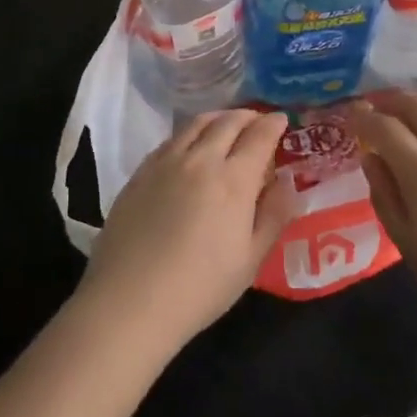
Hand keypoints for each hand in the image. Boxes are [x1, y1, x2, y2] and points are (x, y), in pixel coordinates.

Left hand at [78, 109, 298, 350]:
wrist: (129, 300)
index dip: (273, 124)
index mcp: (233, 180)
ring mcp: (166, 162)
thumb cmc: (200, 288)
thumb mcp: (251, 260)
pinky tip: (191, 146)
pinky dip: (190, 133)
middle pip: (228, 122)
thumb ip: (273, 216)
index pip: (259, 136)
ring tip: (227, 124)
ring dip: (218, 118)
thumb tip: (287, 183)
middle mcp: (200, 159)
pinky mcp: (140, 172)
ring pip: (196, 123)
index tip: (282, 120)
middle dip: (248, 116)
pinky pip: (171, 139)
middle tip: (258, 120)